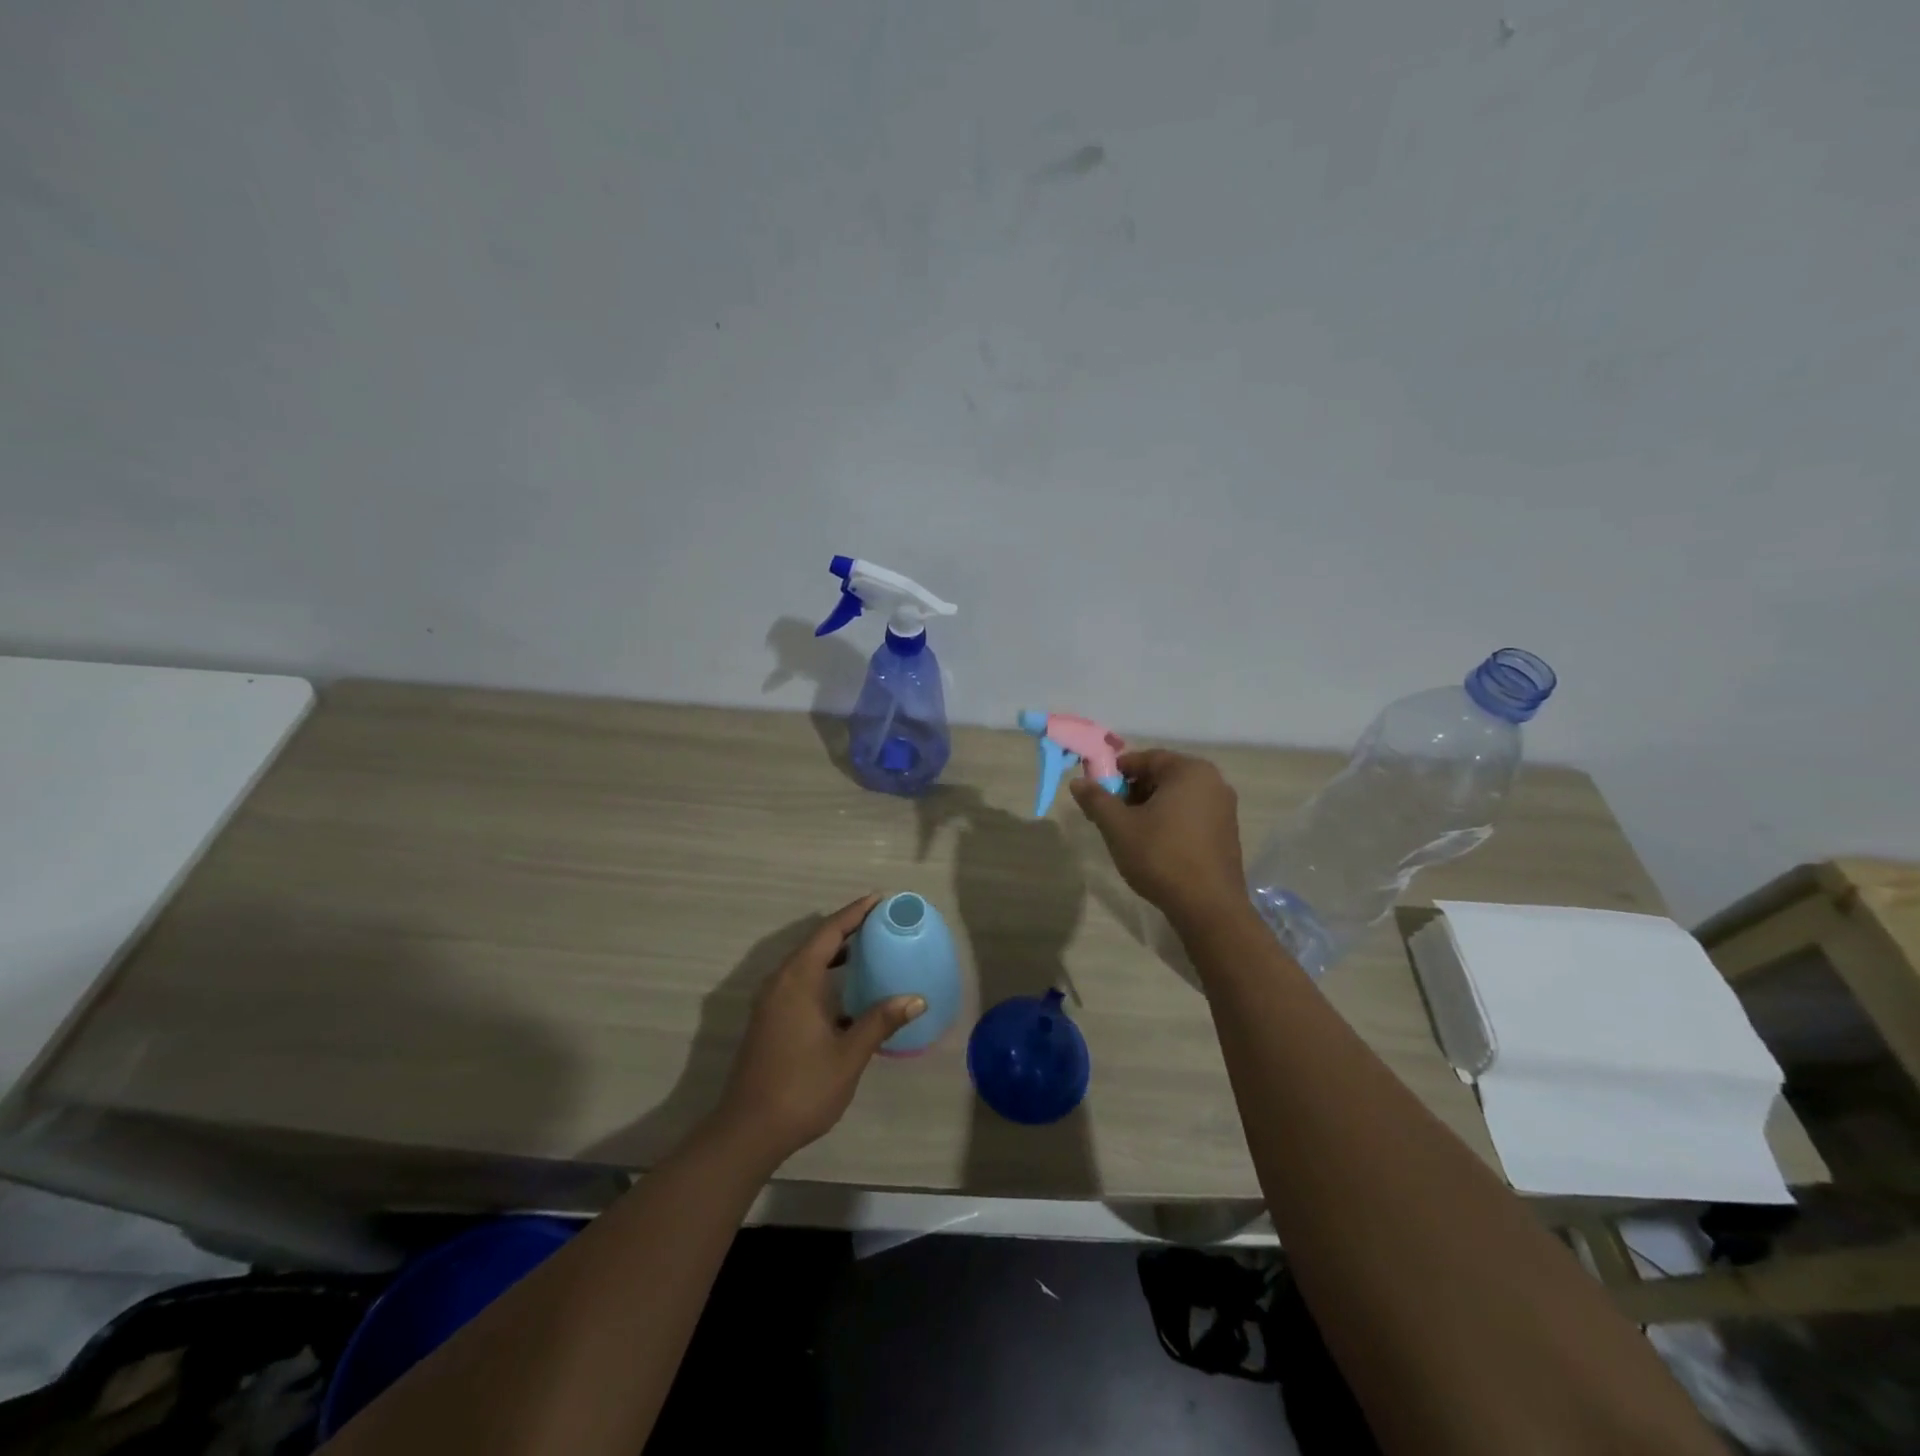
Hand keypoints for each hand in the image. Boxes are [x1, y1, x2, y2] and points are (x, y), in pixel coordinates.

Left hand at [712, 895, 924, 1165]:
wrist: (748, 1130)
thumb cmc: (802, 1087)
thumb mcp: (849, 1054)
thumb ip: (880, 1021)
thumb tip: (916, 998)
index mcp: (798, 980)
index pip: (829, 932)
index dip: (855, 913)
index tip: (880, 899)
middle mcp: (780, 981)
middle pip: (816, 942)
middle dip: (847, 929)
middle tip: (881, 922)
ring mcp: (770, 1001)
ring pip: (805, 962)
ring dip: (834, 952)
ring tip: (868, 949)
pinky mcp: (768, 1019)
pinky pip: (799, 980)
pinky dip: (823, 974)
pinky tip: (845, 991)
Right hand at [1070, 750, 1247, 928]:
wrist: (1208, 906)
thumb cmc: (1161, 857)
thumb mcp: (1119, 827)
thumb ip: (1097, 799)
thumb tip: (1078, 781)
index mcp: (1189, 771)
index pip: (1145, 758)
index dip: (1116, 772)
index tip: (1097, 792)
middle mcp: (1213, 782)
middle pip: (1162, 776)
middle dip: (1132, 791)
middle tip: (1110, 814)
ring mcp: (1224, 808)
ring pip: (1176, 797)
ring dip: (1149, 807)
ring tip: (1129, 832)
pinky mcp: (1227, 832)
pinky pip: (1191, 814)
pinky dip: (1169, 821)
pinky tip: (1154, 845)